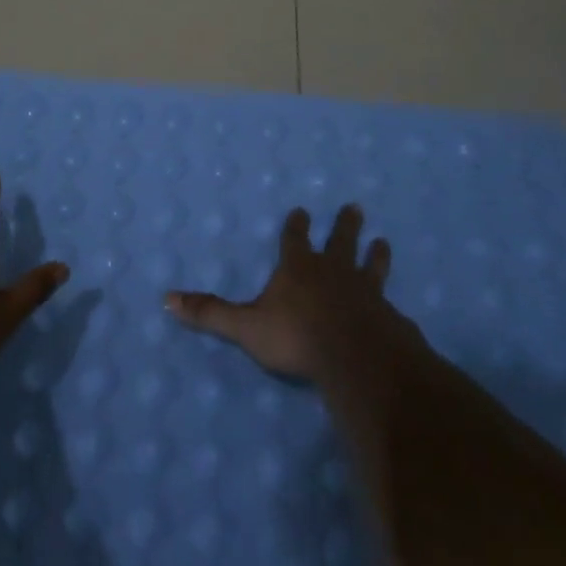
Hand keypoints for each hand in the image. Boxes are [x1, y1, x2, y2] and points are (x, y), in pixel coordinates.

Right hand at [166, 204, 416, 383]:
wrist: (357, 357)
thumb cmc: (297, 336)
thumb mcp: (246, 326)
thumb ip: (210, 314)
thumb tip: (166, 299)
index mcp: (298, 269)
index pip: (295, 239)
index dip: (297, 225)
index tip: (302, 210)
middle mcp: (333, 272)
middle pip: (340, 241)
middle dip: (345, 225)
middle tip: (355, 208)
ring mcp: (364, 292)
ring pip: (370, 265)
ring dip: (374, 254)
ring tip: (383, 242)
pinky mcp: (388, 317)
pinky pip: (389, 303)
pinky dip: (390, 301)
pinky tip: (398, 307)